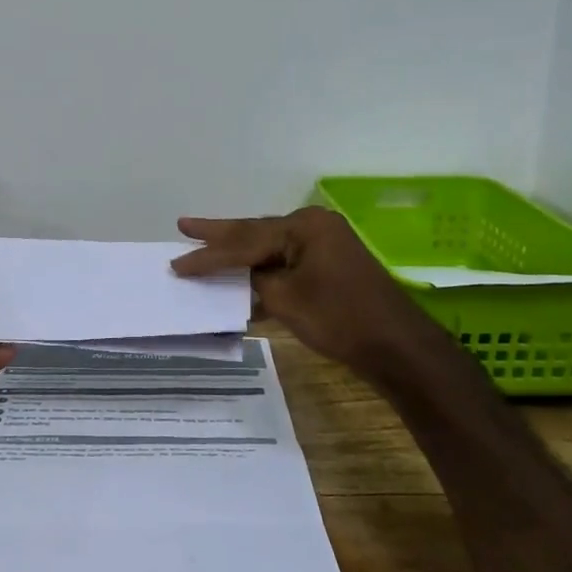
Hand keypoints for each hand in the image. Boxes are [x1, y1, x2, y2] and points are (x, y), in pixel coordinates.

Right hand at [170, 207, 437, 375]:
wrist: (395, 345)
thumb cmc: (339, 318)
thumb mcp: (286, 299)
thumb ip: (256, 281)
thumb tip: (242, 274)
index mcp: (304, 226)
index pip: (244, 240)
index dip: (208, 255)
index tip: (176, 263)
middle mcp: (313, 227)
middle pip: (255, 233)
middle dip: (219, 235)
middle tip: (184, 226)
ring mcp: (323, 246)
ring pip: (269, 249)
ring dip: (238, 256)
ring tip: (202, 246)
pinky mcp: (328, 267)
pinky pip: (286, 264)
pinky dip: (262, 273)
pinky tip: (239, 281)